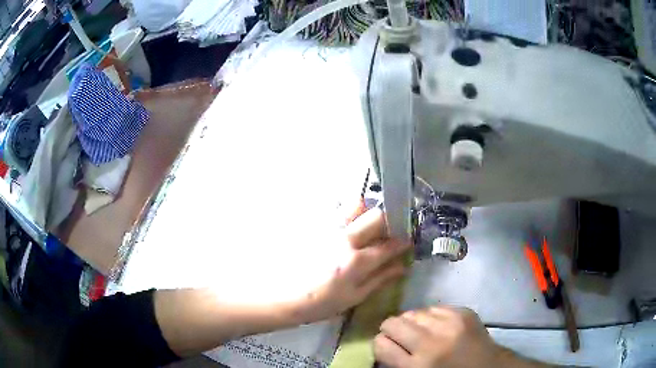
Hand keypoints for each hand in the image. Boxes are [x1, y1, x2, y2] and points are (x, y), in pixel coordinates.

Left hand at [293, 207, 410, 322]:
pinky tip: (340, 229)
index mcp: (356, 260)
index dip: (402, 242)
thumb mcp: (353, 297)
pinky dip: (344, 214)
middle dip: (389, 221)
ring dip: (365, 212)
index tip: (406, 241)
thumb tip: (402, 267)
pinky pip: (334, 210)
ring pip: (355, 204)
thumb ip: (380, 279)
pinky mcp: (312, 224)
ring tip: (362, 225)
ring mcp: (326, 228)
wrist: (281, 295)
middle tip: (386, 232)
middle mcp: (344, 238)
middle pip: (376, 215)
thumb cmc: (319, 302)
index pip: (389, 245)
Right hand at [374, 307, 502, 367]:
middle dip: (391, 329)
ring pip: (412, 312)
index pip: (381, 344)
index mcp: (417, 366)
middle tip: (401, 336)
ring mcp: (450, 324)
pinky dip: (431, 317)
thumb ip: (397, 362)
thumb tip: (382, 342)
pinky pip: (434, 307)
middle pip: (392, 323)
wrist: (488, 367)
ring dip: (413, 322)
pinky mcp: (463, 312)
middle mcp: (431, 343)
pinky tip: (439, 326)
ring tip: (422, 331)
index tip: (387, 345)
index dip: (381, 343)